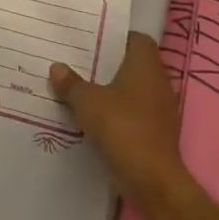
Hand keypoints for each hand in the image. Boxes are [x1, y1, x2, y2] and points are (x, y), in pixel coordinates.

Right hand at [49, 33, 188, 211]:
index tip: (94, 42)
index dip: (117, 39)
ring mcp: (162, 110)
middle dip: (110, 66)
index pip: (137, 39)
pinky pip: (137, 114)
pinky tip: (98, 122)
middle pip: (134, 65)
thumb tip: (56, 67)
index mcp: (146, 65)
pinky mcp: (159, 134)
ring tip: (85, 93)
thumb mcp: (87, 103)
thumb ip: (71, 84)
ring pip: (135, 91)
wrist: (153, 181)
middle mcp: (159, 82)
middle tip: (81, 65)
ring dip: (115, 93)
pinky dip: (121, 116)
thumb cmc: (122, 128)